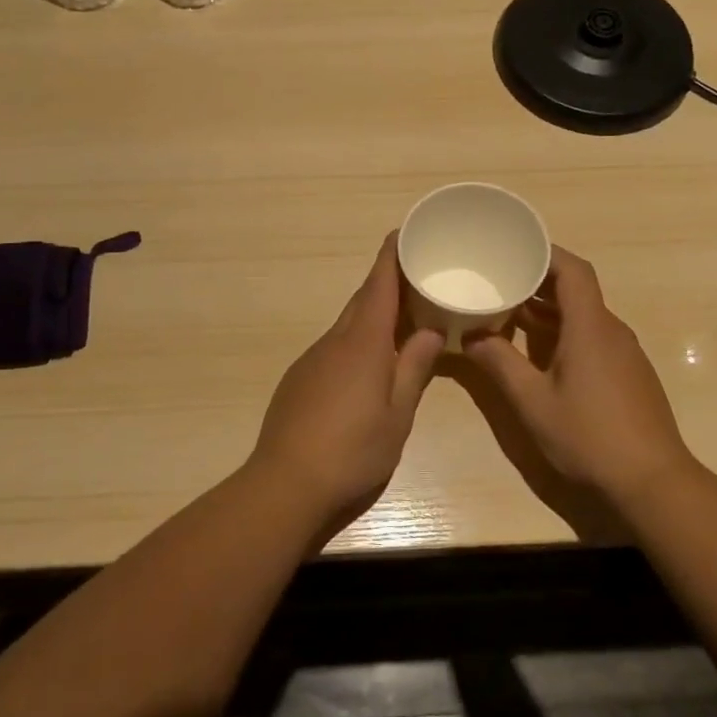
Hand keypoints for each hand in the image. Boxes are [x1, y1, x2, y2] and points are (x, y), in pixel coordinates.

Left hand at [247, 234, 444, 534]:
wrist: (285, 483)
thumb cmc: (352, 450)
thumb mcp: (398, 415)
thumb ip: (413, 369)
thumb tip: (431, 332)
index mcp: (363, 343)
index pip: (378, 286)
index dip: (391, 256)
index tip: (403, 233)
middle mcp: (334, 341)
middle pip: (362, 300)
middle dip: (387, 284)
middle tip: (416, 278)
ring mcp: (312, 359)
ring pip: (347, 325)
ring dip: (373, 315)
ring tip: (401, 321)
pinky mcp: (299, 379)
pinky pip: (334, 347)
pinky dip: (355, 341)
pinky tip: (368, 365)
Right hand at [465, 246, 698, 502]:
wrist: (653, 482)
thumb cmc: (589, 436)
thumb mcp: (532, 401)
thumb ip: (499, 363)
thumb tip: (470, 335)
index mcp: (590, 327)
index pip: (572, 270)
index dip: (545, 253)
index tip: (513, 248)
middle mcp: (611, 331)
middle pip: (576, 290)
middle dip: (537, 282)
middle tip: (499, 281)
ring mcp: (625, 354)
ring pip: (584, 317)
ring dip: (548, 311)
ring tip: (509, 315)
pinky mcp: (628, 375)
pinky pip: (593, 338)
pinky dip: (564, 334)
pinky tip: (539, 355)